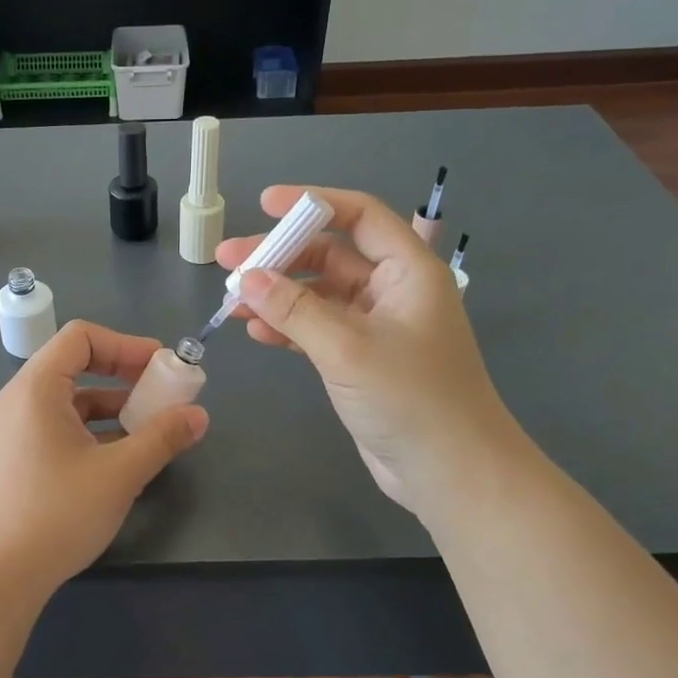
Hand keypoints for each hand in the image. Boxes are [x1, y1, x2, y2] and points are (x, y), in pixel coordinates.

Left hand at [0, 321, 207, 594]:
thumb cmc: (56, 514)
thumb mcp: (119, 474)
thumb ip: (162, 437)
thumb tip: (199, 415)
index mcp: (35, 388)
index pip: (81, 338)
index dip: (126, 344)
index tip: (162, 366)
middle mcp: (17, 400)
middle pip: (74, 365)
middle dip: (123, 374)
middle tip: (162, 393)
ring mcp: (11, 431)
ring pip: (68, 400)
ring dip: (110, 405)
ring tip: (149, 427)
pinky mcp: (14, 458)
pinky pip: (57, 426)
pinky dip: (91, 430)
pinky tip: (119, 457)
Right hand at [217, 186, 518, 520]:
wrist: (450, 474)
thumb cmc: (412, 399)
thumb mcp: (349, 348)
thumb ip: (295, 309)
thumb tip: (247, 277)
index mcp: (407, 271)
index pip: (360, 216)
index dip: (313, 203)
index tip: (266, 204)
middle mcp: (391, 291)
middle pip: (329, 255)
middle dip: (279, 255)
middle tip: (227, 261)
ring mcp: (374, 327)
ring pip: (317, 295)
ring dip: (276, 295)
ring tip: (230, 301)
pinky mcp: (359, 359)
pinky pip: (316, 329)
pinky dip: (286, 327)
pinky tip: (255, 332)